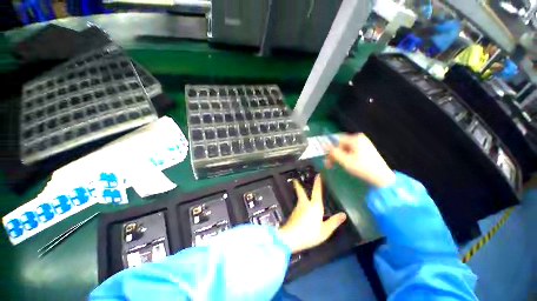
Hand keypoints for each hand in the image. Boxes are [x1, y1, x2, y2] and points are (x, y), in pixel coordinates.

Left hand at [278, 175, 346, 253]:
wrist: (290, 238)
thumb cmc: (309, 234)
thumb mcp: (324, 231)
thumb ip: (333, 222)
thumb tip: (343, 214)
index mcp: (314, 206)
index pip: (317, 191)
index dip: (318, 182)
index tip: (318, 174)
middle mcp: (304, 204)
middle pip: (301, 192)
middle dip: (298, 185)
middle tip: (295, 180)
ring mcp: (297, 208)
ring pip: (299, 198)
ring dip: (300, 194)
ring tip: (303, 193)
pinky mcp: (293, 213)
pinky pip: (299, 206)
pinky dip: (301, 204)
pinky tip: (302, 209)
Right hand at [325, 133, 394, 187]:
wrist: (381, 178)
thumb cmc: (362, 168)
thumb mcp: (345, 160)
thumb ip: (333, 152)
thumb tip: (324, 146)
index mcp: (355, 138)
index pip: (336, 140)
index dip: (329, 147)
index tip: (324, 156)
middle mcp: (359, 138)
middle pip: (340, 144)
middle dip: (333, 154)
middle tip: (327, 163)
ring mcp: (363, 144)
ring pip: (344, 148)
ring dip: (337, 156)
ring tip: (333, 165)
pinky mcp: (365, 150)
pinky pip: (350, 151)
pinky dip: (344, 157)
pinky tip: (342, 163)